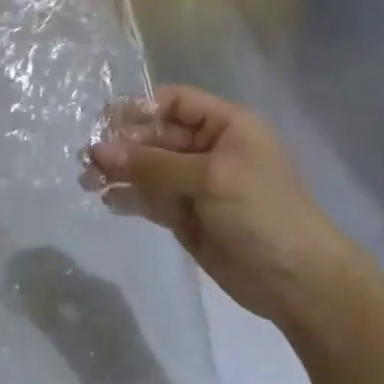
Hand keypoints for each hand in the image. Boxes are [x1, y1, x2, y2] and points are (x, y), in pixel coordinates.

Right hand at [90, 85, 373, 328]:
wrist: (296, 281)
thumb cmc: (262, 213)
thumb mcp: (210, 178)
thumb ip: (153, 164)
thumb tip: (98, 150)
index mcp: (224, 126)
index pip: (173, 102)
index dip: (139, 110)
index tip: (104, 126)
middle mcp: (207, 148)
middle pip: (155, 135)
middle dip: (122, 145)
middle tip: (87, 160)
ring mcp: (194, 183)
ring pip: (147, 168)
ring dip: (119, 172)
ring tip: (88, 182)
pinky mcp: (184, 215)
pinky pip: (149, 198)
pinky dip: (129, 197)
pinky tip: (109, 201)